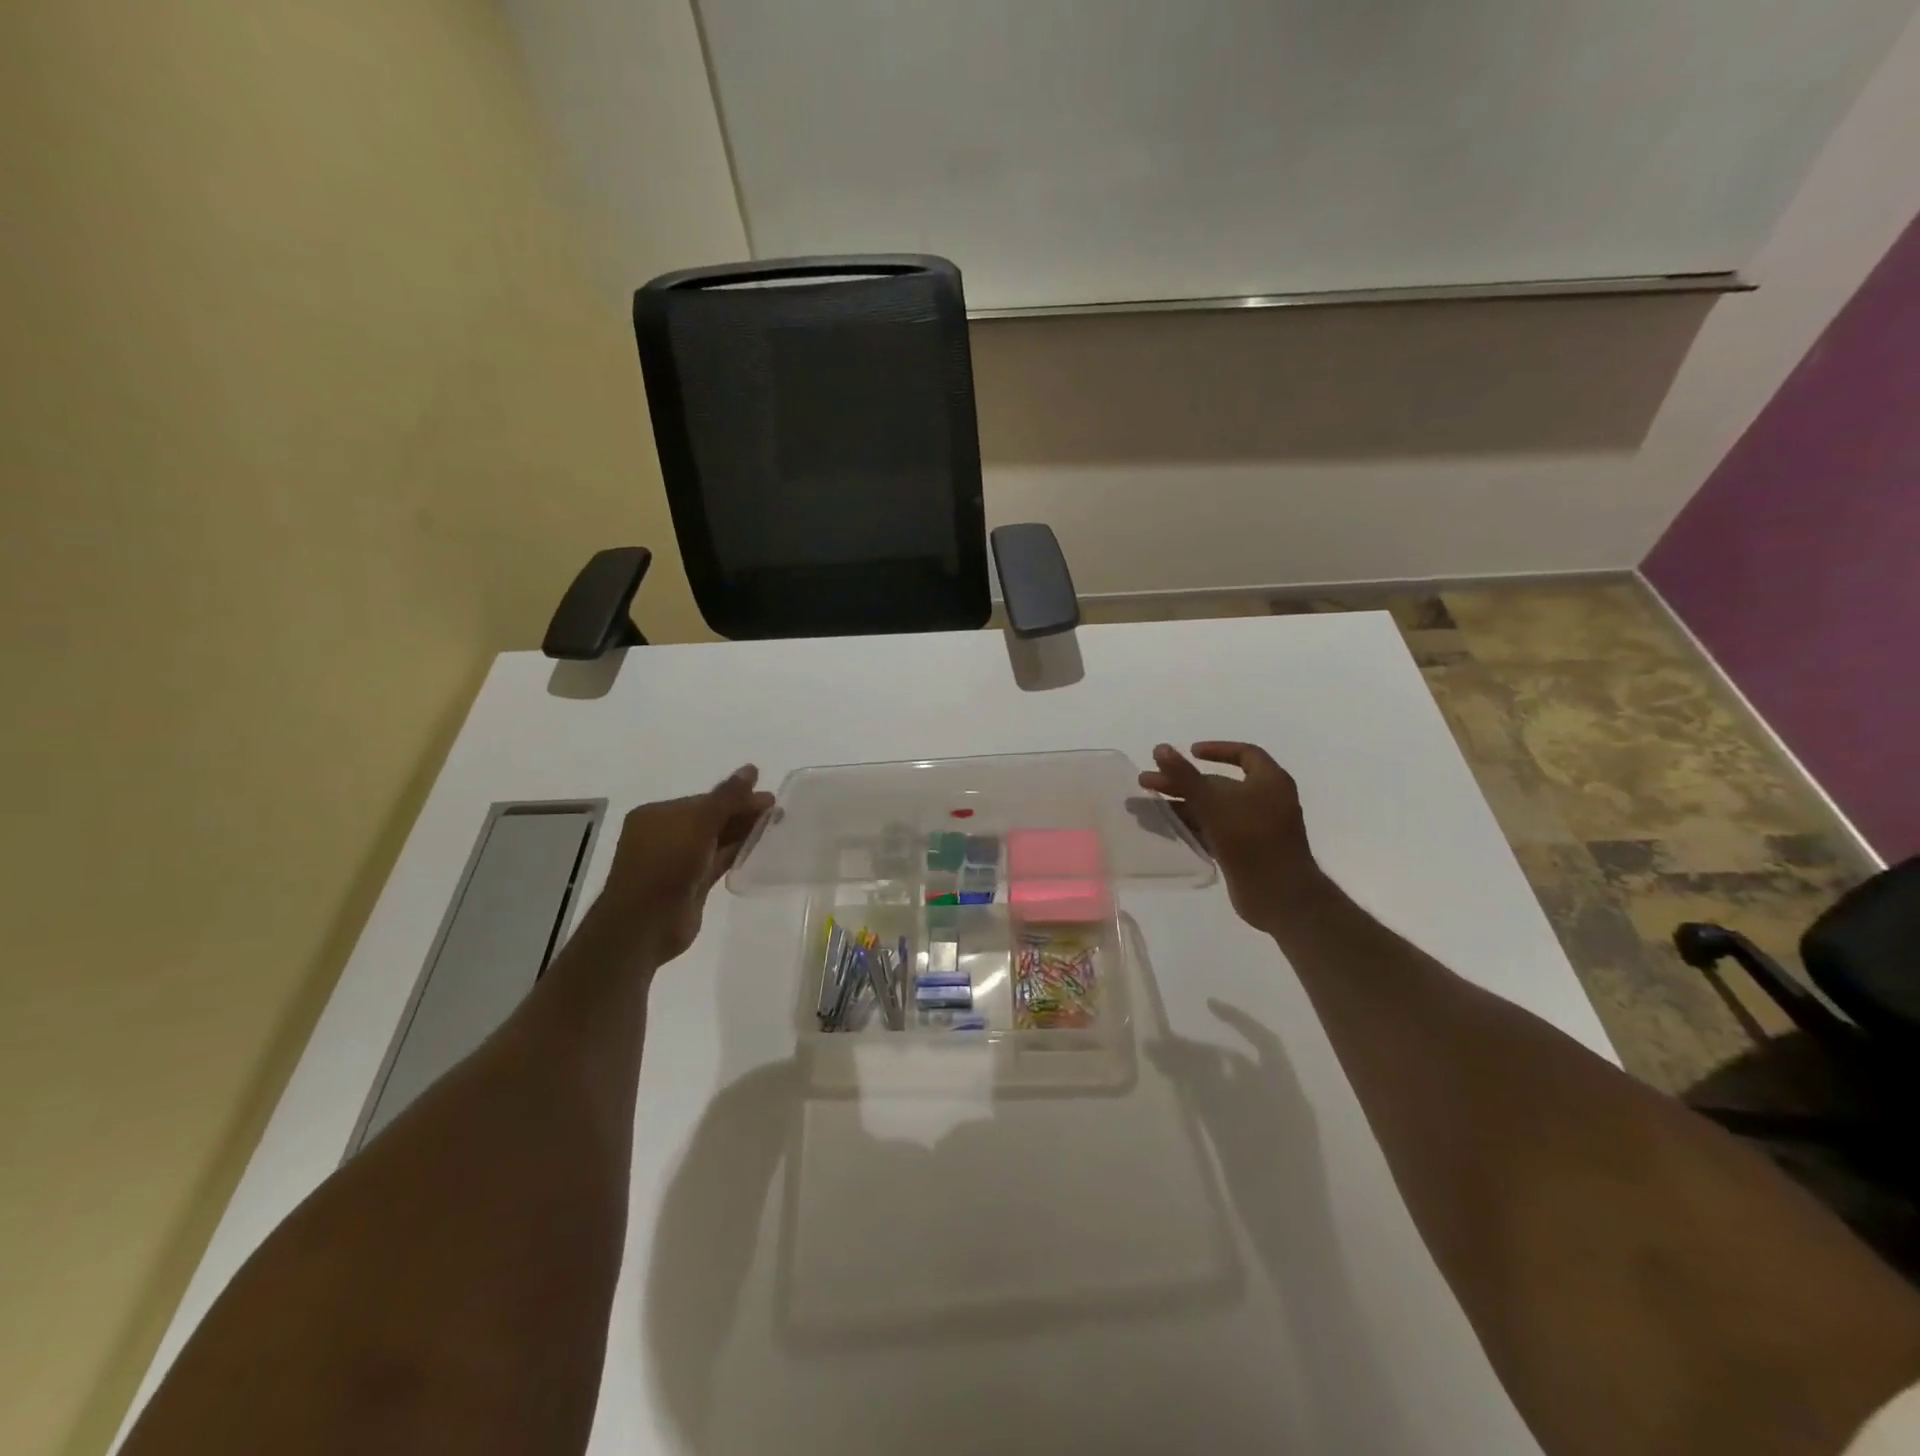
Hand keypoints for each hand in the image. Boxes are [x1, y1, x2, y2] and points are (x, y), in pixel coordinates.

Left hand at [583, 766, 774, 968]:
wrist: (645, 923)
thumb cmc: (666, 864)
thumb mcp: (698, 823)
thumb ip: (727, 797)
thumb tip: (751, 768)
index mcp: (657, 815)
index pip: (704, 800)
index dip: (736, 797)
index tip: (768, 798)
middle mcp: (665, 835)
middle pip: (711, 818)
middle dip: (742, 813)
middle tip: (776, 811)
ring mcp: (677, 861)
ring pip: (715, 840)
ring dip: (742, 833)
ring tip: (774, 825)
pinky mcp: (690, 884)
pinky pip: (717, 861)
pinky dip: (736, 853)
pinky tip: (758, 848)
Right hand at [1139, 742, 1320, 932]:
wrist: (1280, 896)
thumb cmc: (1251, 840)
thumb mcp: (1214, 803)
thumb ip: (1185, 776)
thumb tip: (1160, 748)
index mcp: (1269, 781)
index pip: (1244, 754)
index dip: (1216, 750)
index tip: (1188, 752)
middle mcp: (1264, 800)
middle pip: (1218, 783)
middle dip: (1181, 782)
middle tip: (1145, 782)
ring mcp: (1255, 828)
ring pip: (1212, 809)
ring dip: (1180, 806)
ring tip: (1144, 808)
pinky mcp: (1245, 851)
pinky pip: (1213, 831)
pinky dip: (1190, 827)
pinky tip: (1165, 829)